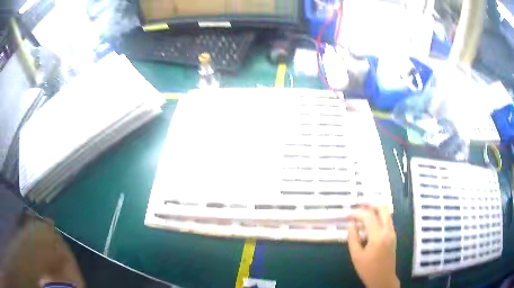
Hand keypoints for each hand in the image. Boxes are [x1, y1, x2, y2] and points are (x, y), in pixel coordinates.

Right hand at [347, 205, 398, 287]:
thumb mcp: (356, 256)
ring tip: (362, 215)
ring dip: (375, 210)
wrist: (383, 278)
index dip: (357, 213)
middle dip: (370, 205)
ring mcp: (392, 232)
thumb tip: (351, 224)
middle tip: (359, 207)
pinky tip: (370, 224)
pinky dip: (379, 217)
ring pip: (386, 213)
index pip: (368, 216)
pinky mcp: (393, 236)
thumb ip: (353, 238)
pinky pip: (387, 220)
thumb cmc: (368, 269)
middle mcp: (388, 231)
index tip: (348, 214)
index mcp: (378, 236)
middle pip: (382, 209)